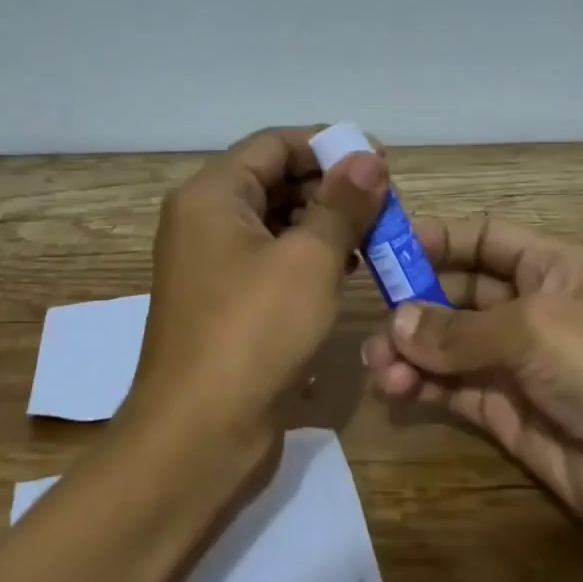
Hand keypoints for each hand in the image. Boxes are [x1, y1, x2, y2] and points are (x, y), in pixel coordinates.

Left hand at [124, 126, 387, 465]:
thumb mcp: (309, 261)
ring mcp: (211, 265)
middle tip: (384, 203)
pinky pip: (271, 260)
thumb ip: (342, 204)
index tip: (379, 161)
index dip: (329, 145)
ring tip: (373, 235)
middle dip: (331, 186)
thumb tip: (368, 157)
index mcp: (211, 196)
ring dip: (325, 222)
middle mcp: (204, 221)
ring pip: (275, 222)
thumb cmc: (253, 333)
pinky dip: (309, 257)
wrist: (198, 437)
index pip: (274, 144)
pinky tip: (346, 269)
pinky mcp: (226, 303)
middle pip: (274, 179)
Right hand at [361, 216, 582, 565]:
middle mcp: (532, 309)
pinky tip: (397, 389)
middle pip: (458, 291)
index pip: (483, 238)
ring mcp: (520, 365)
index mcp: (551, 267)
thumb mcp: (535, 329)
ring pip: (449, 345)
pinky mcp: (510, 416)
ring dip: (411, 349)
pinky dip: (423, 386)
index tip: (382, 246)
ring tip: (379, 366)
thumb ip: (459, 328)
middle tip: (371, 319)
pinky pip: (455, 390)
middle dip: (414, 301)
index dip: (435, 238)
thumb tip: (395, 323)